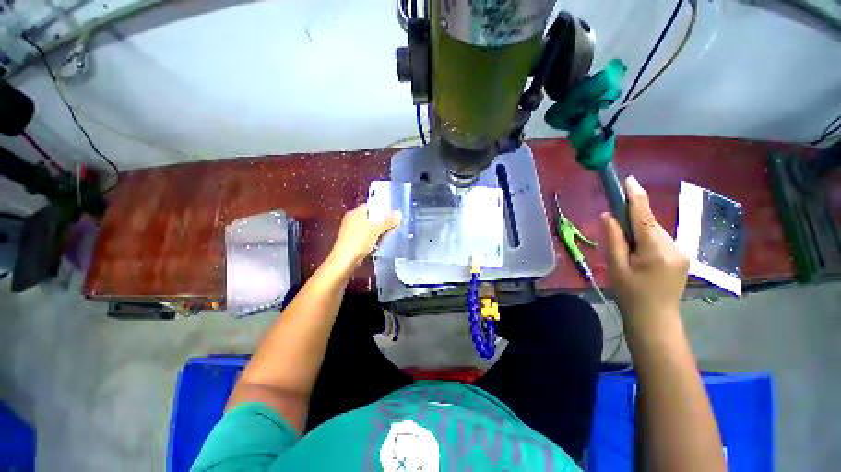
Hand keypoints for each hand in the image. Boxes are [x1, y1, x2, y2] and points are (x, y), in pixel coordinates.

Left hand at [327, 203, 401, 273]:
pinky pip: (363, 235)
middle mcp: (350, 219)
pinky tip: (377, 243)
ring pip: (366, 227)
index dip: (380, 208)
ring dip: (375, 230)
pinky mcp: (349, 240)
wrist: (344, 260)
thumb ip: (388, 221)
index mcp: (355, 212)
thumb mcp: (377, 230)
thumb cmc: (360, 240)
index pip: (370, 206)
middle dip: (379, 221)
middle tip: (391, 224)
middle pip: (368, 217)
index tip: (391, 214)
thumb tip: (399, 213)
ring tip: (386, 234)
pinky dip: (370, 238)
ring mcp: (349, 230)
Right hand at [601, 176, 689, 338]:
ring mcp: (682, 252)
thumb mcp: (616, 267)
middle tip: (615, 239)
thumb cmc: (630, 294)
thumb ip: (613, 239)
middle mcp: (674, 246)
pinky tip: (640, 258)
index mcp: (656, 250)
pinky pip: (660, 240)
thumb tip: (608, 215)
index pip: (644, 216)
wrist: (655, 320)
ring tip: (628, 256)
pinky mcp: (682, 257)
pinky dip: (647, 241)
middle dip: (631, 224)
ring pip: (654, 232)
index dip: (635, 197)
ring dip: (638, 235)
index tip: (628, 180)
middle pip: (648, 224)